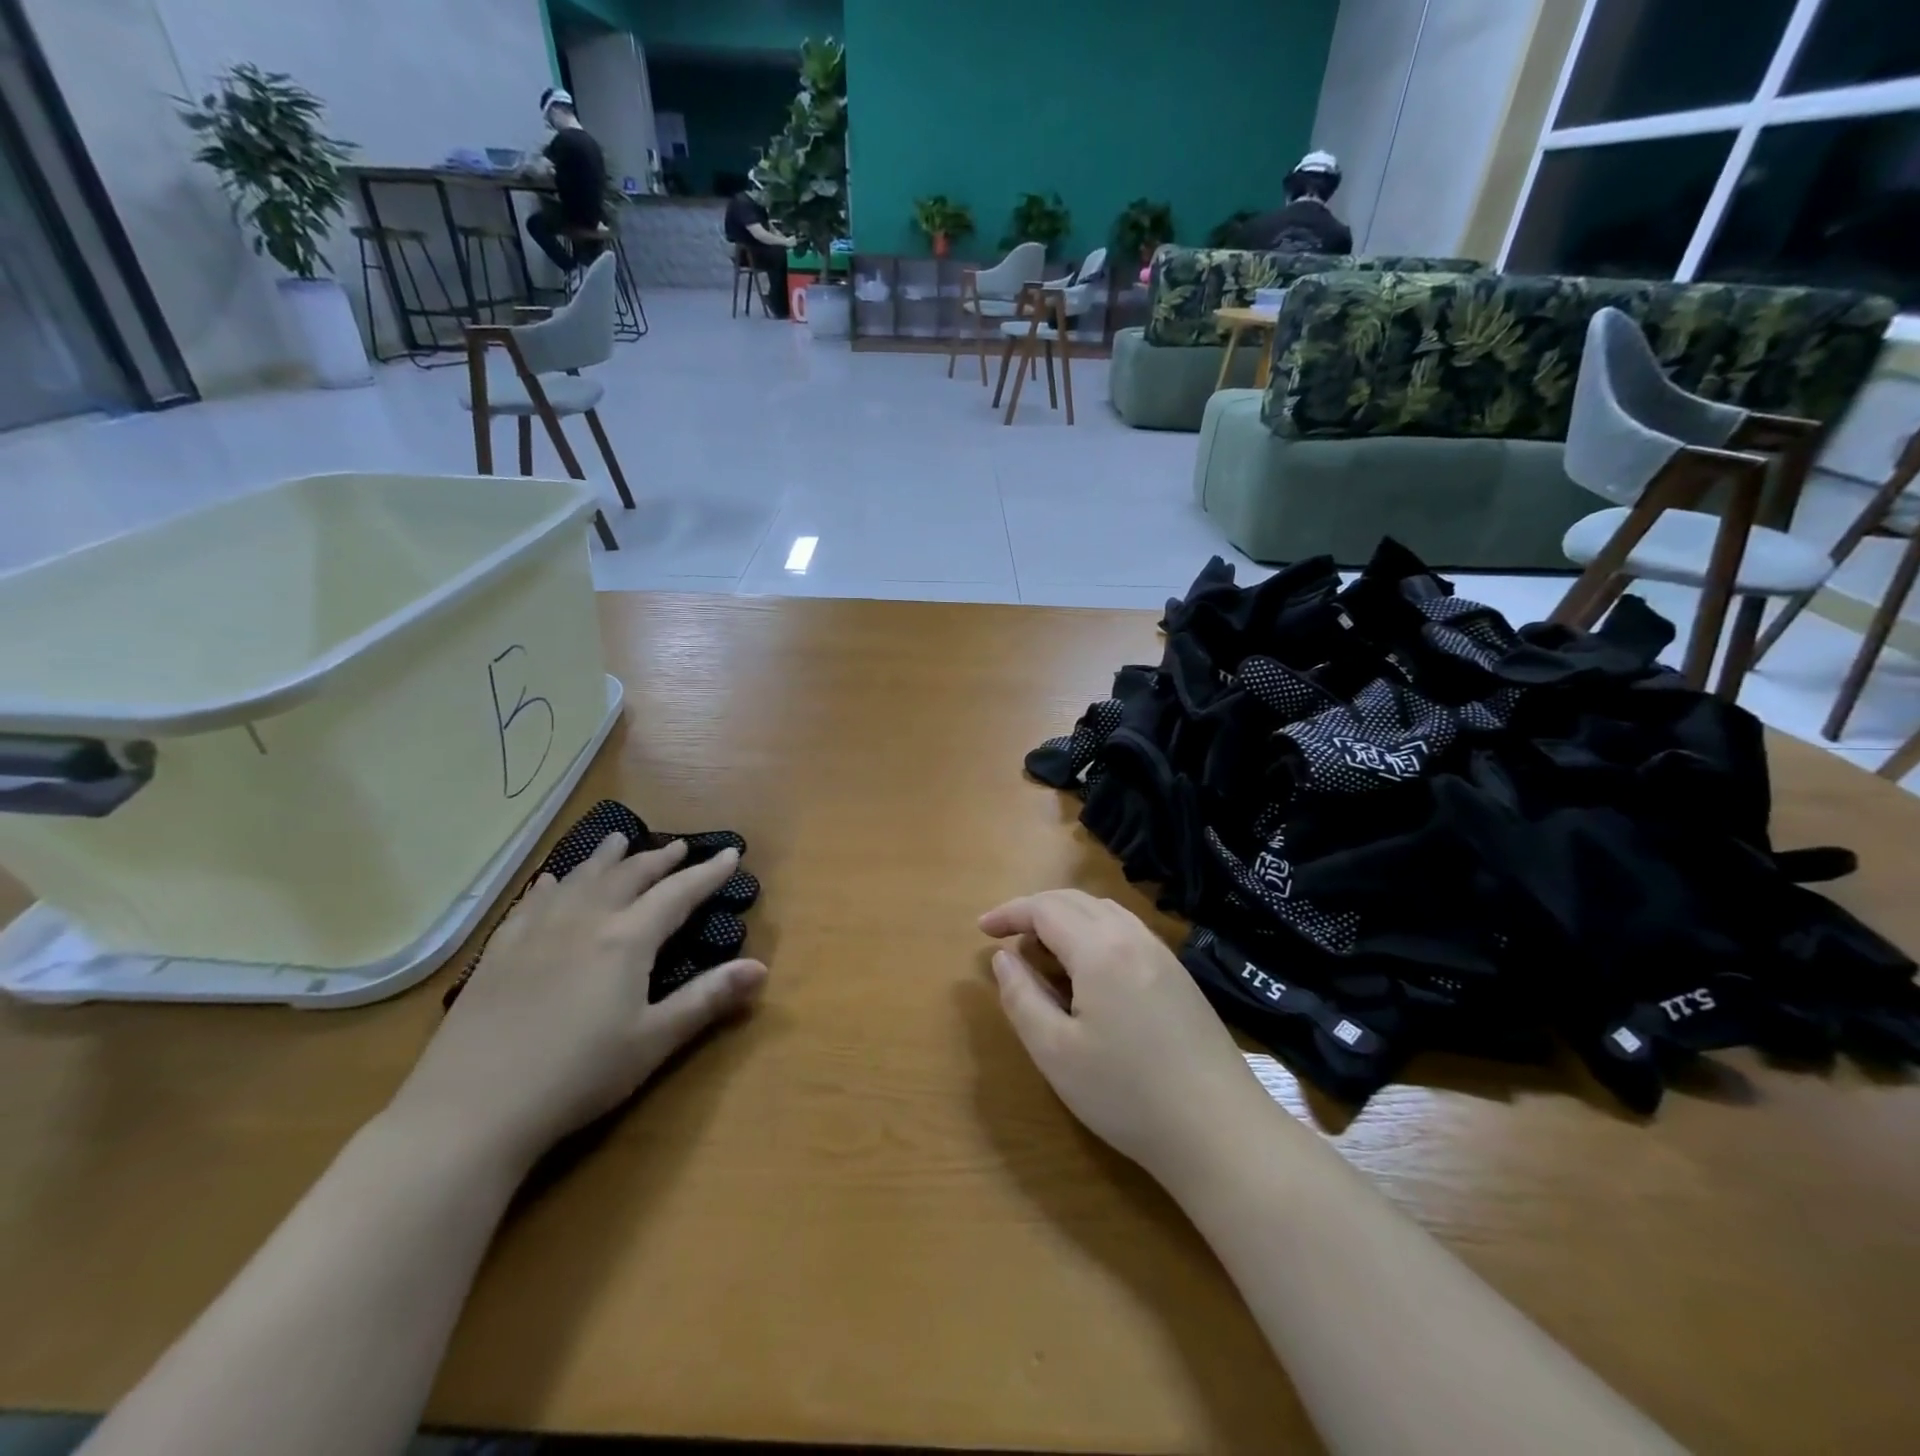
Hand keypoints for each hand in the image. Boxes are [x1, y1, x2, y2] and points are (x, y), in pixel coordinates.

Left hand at [391, 834, 767, 1167]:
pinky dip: (552, 884)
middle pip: (629, 876)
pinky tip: (552, 881)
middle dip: (659, 859)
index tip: (730, 854)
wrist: (471, 1110)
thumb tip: (761, 967)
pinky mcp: (500, 952)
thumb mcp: (653, 1041)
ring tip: (620, 841)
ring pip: (580, 879)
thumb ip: (707, 999)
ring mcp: (537, 932)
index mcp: (626, 940)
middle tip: (679, 845)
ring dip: (606, 858)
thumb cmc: (577, 1076)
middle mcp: (585, 920)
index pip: (678, 894)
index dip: (707, 873)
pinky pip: (533, 902)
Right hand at [980, 891, 1267, 1181]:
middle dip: (1034, 910)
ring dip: (1065, 918)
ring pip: (1103, 912)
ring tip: (1042, 951)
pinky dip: (1093, 932)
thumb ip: (1022, 997)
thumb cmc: (1127, 1094)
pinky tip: (1088, 969)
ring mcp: (1161, 953)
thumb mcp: (1055, 1052)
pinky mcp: (1178, 974)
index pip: (1044, 908)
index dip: (1009, 913)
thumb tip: (1003, 958)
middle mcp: (1132, 936)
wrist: (1220, 1130)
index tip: (981, 930)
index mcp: (1100, 949)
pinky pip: (1126, 930)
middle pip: (1074, 901)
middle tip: (1007, 938)